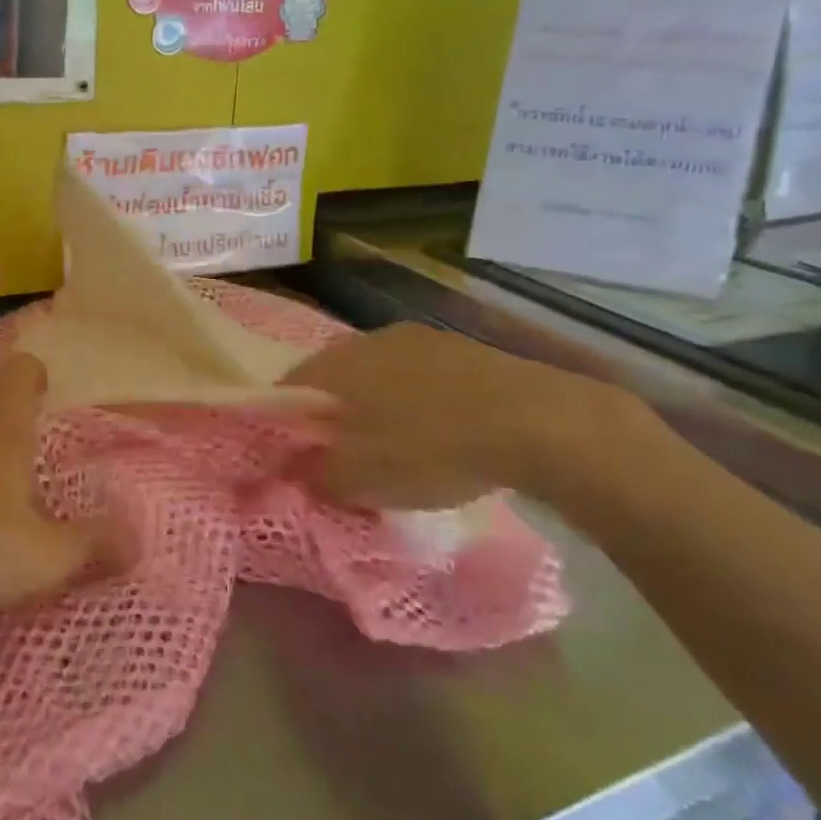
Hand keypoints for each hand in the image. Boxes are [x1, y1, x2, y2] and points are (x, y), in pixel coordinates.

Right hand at [280, 323, 647, 510]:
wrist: (535, 422)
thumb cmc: (428, 448)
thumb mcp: (359, 480)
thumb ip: (316, 477)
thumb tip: (300, 472)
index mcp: (334, 363)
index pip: (287, 387)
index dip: (285, 423)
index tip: (296, 456)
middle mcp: (368, 339)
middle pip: (334, 379)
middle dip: (334, 415)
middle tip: (345, 456)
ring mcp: (419, 339)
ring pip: (379, 375)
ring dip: (378, 407)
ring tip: (397, 448)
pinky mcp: (463, 348)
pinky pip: (421, 378)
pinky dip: (418, 403)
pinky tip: (441, 434)